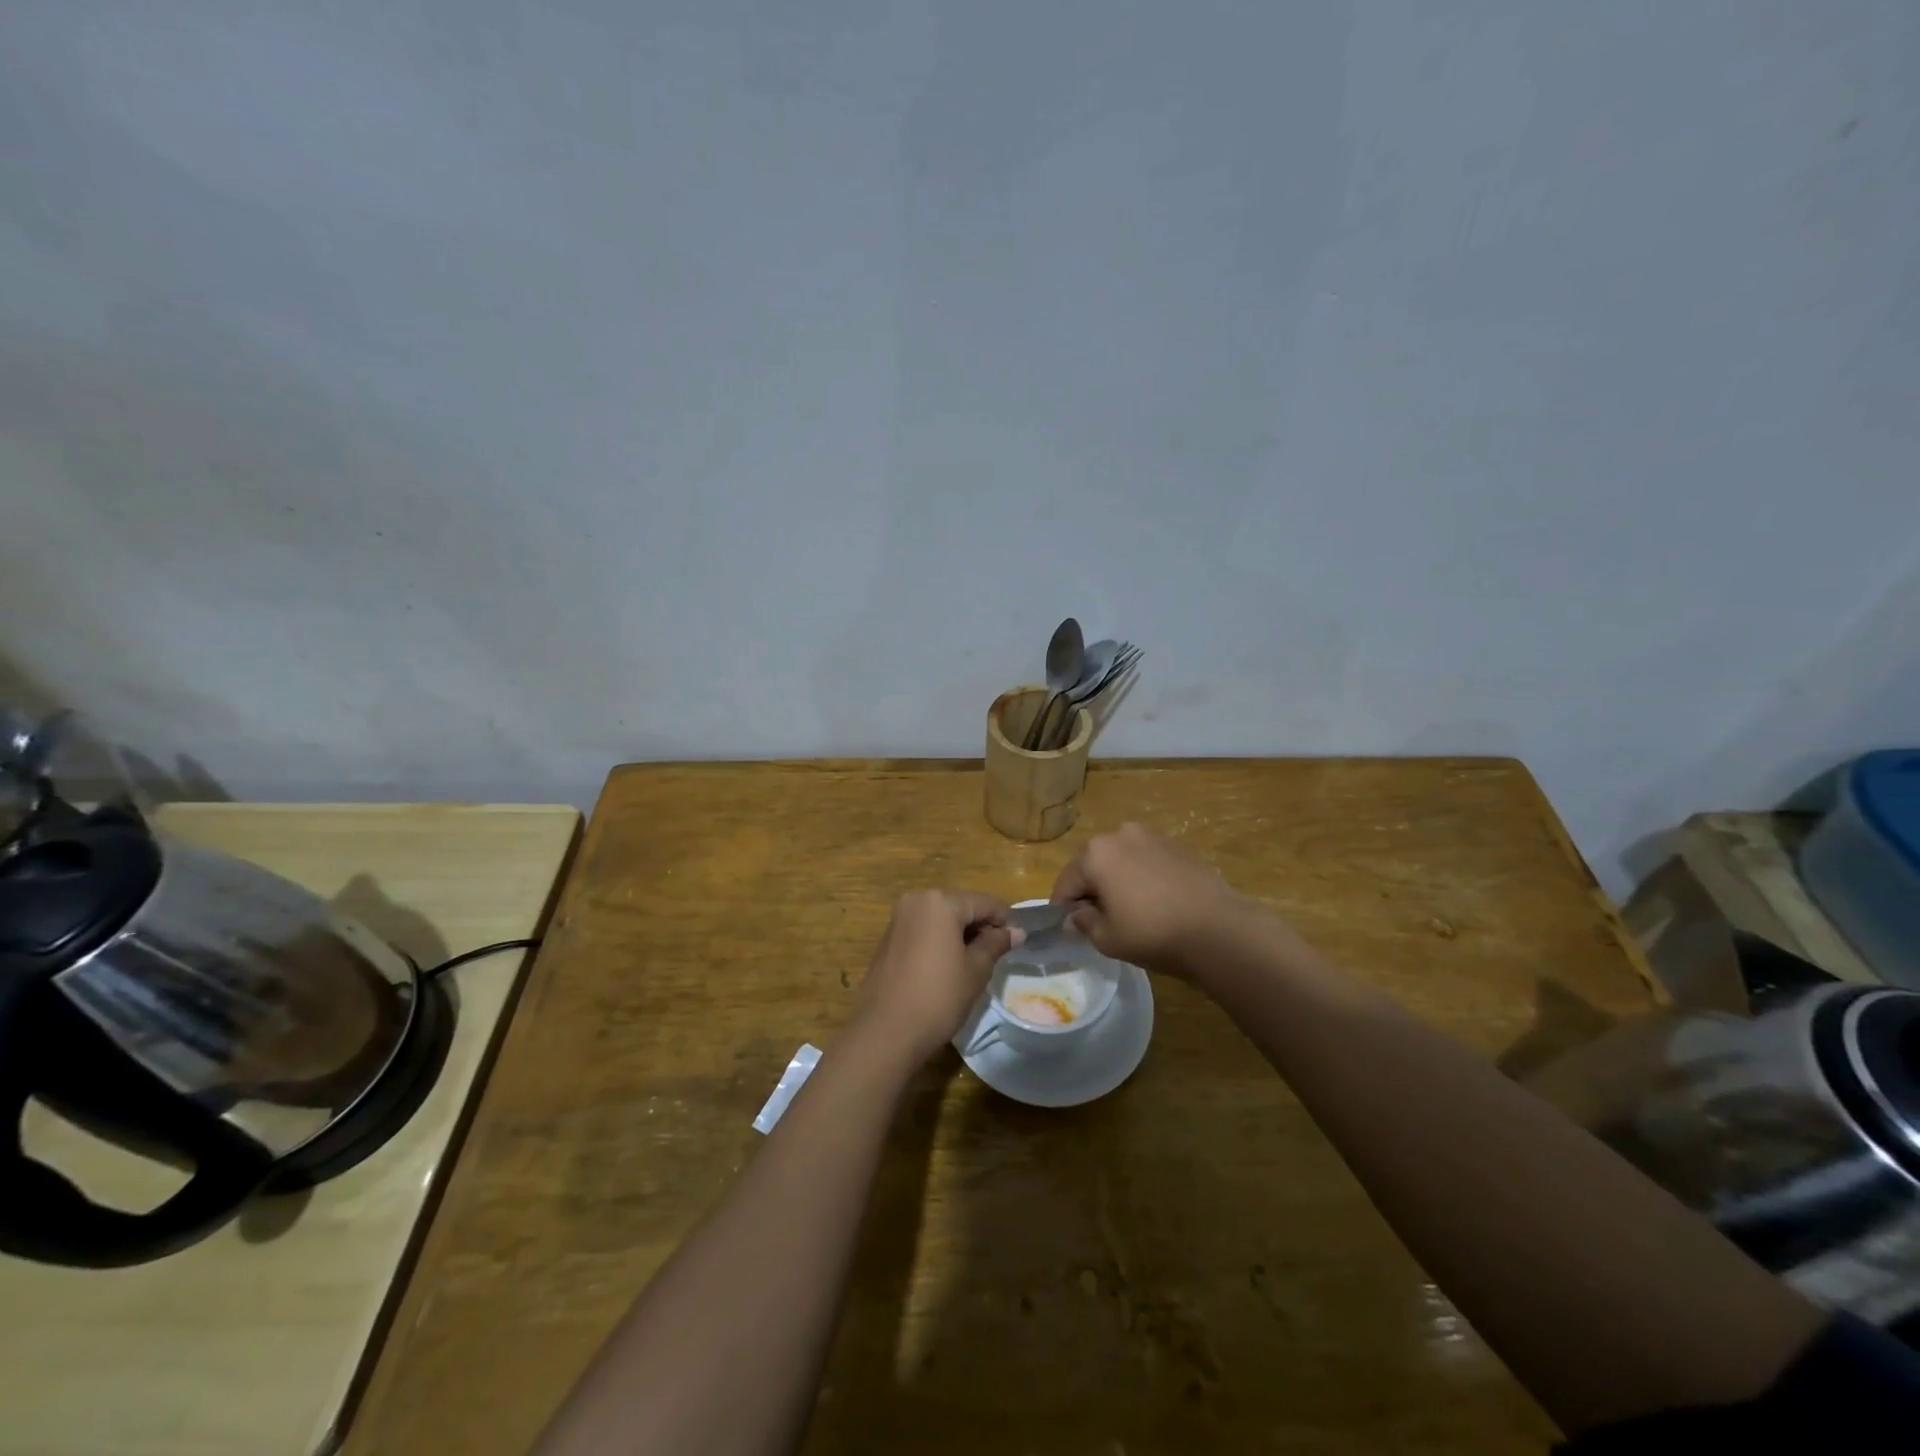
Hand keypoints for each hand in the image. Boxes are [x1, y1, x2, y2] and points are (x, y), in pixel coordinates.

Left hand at [853, 891, 1021, 1061]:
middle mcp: (916, 900)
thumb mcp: (976, 970)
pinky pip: (924, 930)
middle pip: (960, 906)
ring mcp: (899, 919)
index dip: (1004, 920)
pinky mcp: (888, 939)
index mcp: (940, 902)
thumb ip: (996, 944)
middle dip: (980, 926)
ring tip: (976, 962)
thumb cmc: (938, 997)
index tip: (1018, 941)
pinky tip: (949, 966)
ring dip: (960, 934)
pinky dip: (940, 940)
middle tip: (998, 954)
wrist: (886, 1032)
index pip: (983, 903)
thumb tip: (1016, 931)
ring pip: (941, 918)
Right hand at [1050, 823, 1251, 976]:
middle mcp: (1120, 835)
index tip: (1070, 929)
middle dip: (1092, 890)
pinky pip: (1148, 862)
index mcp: (1095, 854)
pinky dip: (1144, 878)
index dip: (1064, 908)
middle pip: (1093, 865)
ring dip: (1119, 881)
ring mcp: (1152, 836)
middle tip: (1101, 921)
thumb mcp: (1107, 939)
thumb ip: (1084, 923)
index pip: (1066, 882)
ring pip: (1122, 861)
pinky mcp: (1178, 846)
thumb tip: (1076, 916)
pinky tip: (1157, 903)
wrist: (1219, 929)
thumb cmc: (1153, 933)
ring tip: (1131, 912)